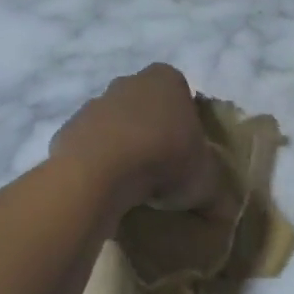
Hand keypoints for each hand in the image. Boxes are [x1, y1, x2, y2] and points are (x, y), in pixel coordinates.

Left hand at [51, 64, 233, 221]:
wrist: (99, 172)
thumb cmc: (164, 160)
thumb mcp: (206, 182)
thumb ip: (218, 195)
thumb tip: (226, 214)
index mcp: (167, 80)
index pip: (182, 93)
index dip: (186, 123)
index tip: (188, 152)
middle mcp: (129, 82)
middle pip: (146, 106)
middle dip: (152, 130)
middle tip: (162, 168)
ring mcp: (94, 103)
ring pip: (114, 124)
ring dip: (123, 146)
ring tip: (133, 185)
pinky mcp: (67, 129)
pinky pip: (88, 146)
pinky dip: (96, 163)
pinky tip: (106, 188)